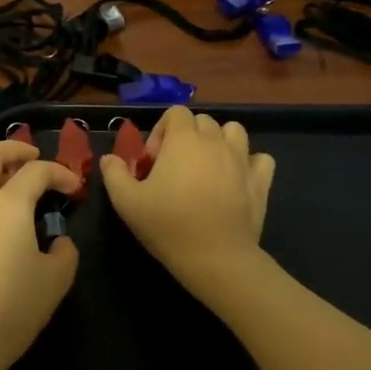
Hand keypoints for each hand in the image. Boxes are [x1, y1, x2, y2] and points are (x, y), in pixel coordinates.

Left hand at [0, 139, 81, 369]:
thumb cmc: (11, 309)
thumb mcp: (55, 280)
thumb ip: (63, 251)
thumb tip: (56, 241)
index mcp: (7, 205)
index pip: (37, 171)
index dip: (61, 173)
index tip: (77, 189)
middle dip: (13, 148)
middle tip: (34, 155)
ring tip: (23, 193)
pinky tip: (5, 229)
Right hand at [99, 106, 275, 301]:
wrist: (215, 257)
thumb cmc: (167, 225)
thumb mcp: (126, 202)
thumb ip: (115, 174)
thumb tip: (110, 158)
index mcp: (184, 140)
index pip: (176, 112)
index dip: (162, 131)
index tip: (154, 161)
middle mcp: (215, 141)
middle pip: (203, 121)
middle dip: (187, 136)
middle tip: (175, 168)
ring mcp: (242, 159)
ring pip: (234, 131)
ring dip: (220, 141)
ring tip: (207, 167)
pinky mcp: (260, 181)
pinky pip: (260, 158)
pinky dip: (250, 163)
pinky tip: (237, 179)